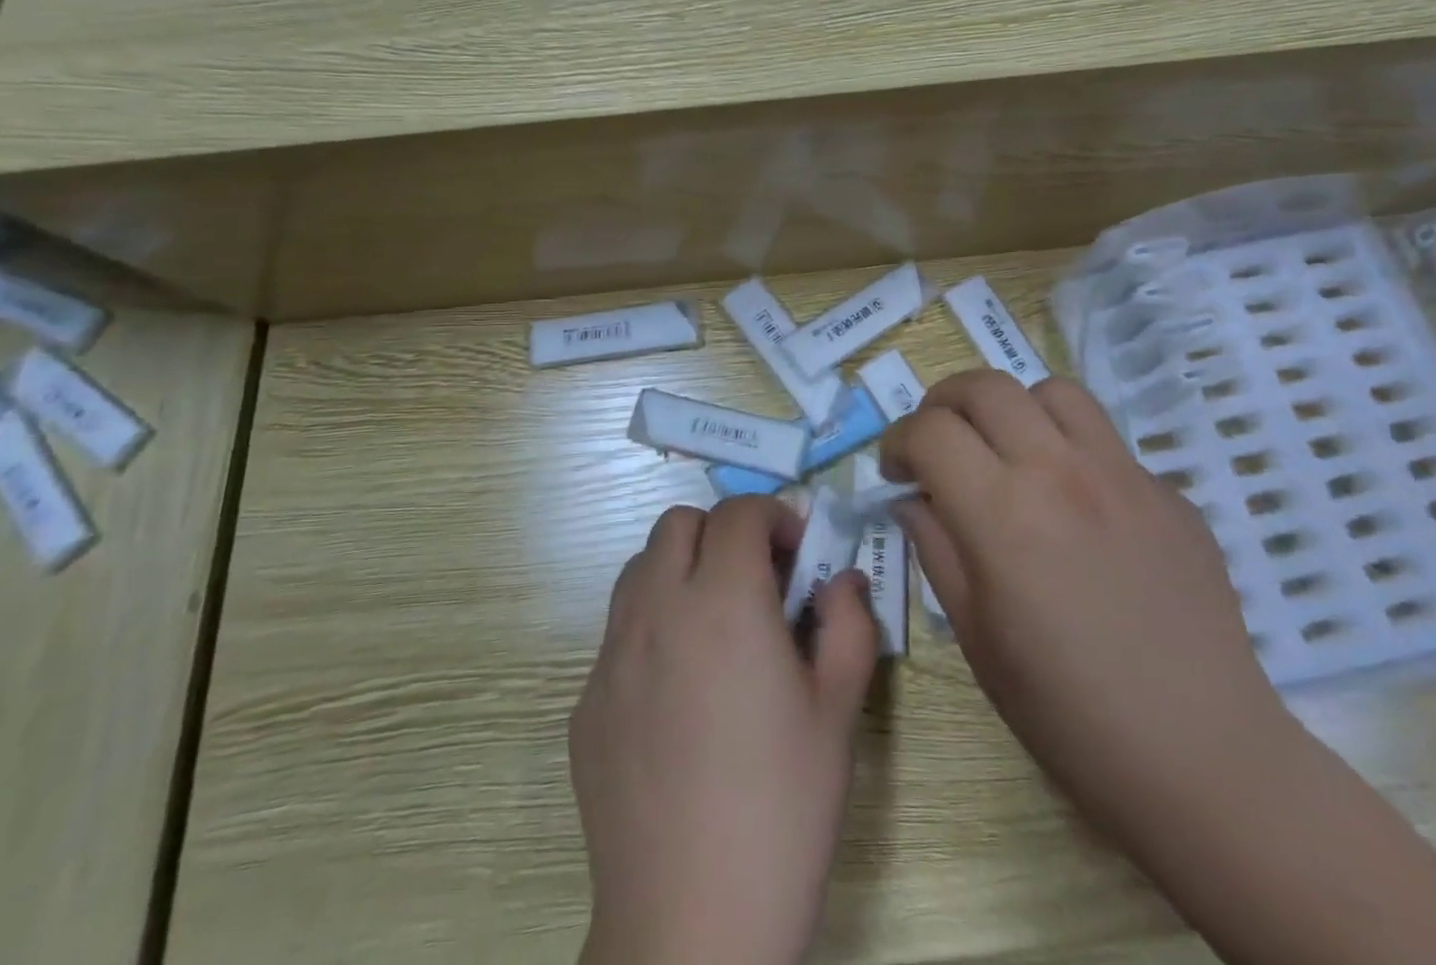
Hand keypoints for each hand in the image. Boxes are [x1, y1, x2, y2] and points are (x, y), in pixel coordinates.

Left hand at [571, 496, 878, 964]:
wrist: (690, 923)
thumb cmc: (782, 809)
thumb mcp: (839, 711)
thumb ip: (849, 624)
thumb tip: (842, 580)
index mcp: (723, 602)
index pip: (738, 512)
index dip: (773, 516)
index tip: (797, 552)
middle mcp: (657, 609)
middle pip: (678, 522)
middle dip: (722, 532)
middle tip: (757, 580)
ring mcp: (612, 654)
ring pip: (640, 566)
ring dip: (680, 568)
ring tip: (716, 623)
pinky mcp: (587, 700)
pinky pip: (619, 630)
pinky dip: (653, 624)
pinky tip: (680, 689)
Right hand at [883, 370, 1290, 836]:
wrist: (1202, 756)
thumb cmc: (1068, 712)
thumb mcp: (975, 636)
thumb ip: (936, 548)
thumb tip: (913, 498)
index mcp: (1003, 514)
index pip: (931, 431)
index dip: (898, 440)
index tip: (895, 468)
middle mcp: (1061, 472)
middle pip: (986, 386)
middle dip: (943, 402)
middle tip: (937, 441)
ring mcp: (1123, 474)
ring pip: (1053, 390)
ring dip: (1012, 407)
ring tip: (1006, 449)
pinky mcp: (1167, 491)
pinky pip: (1106, 440)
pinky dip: (1069, 448)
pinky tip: (1074, 503)